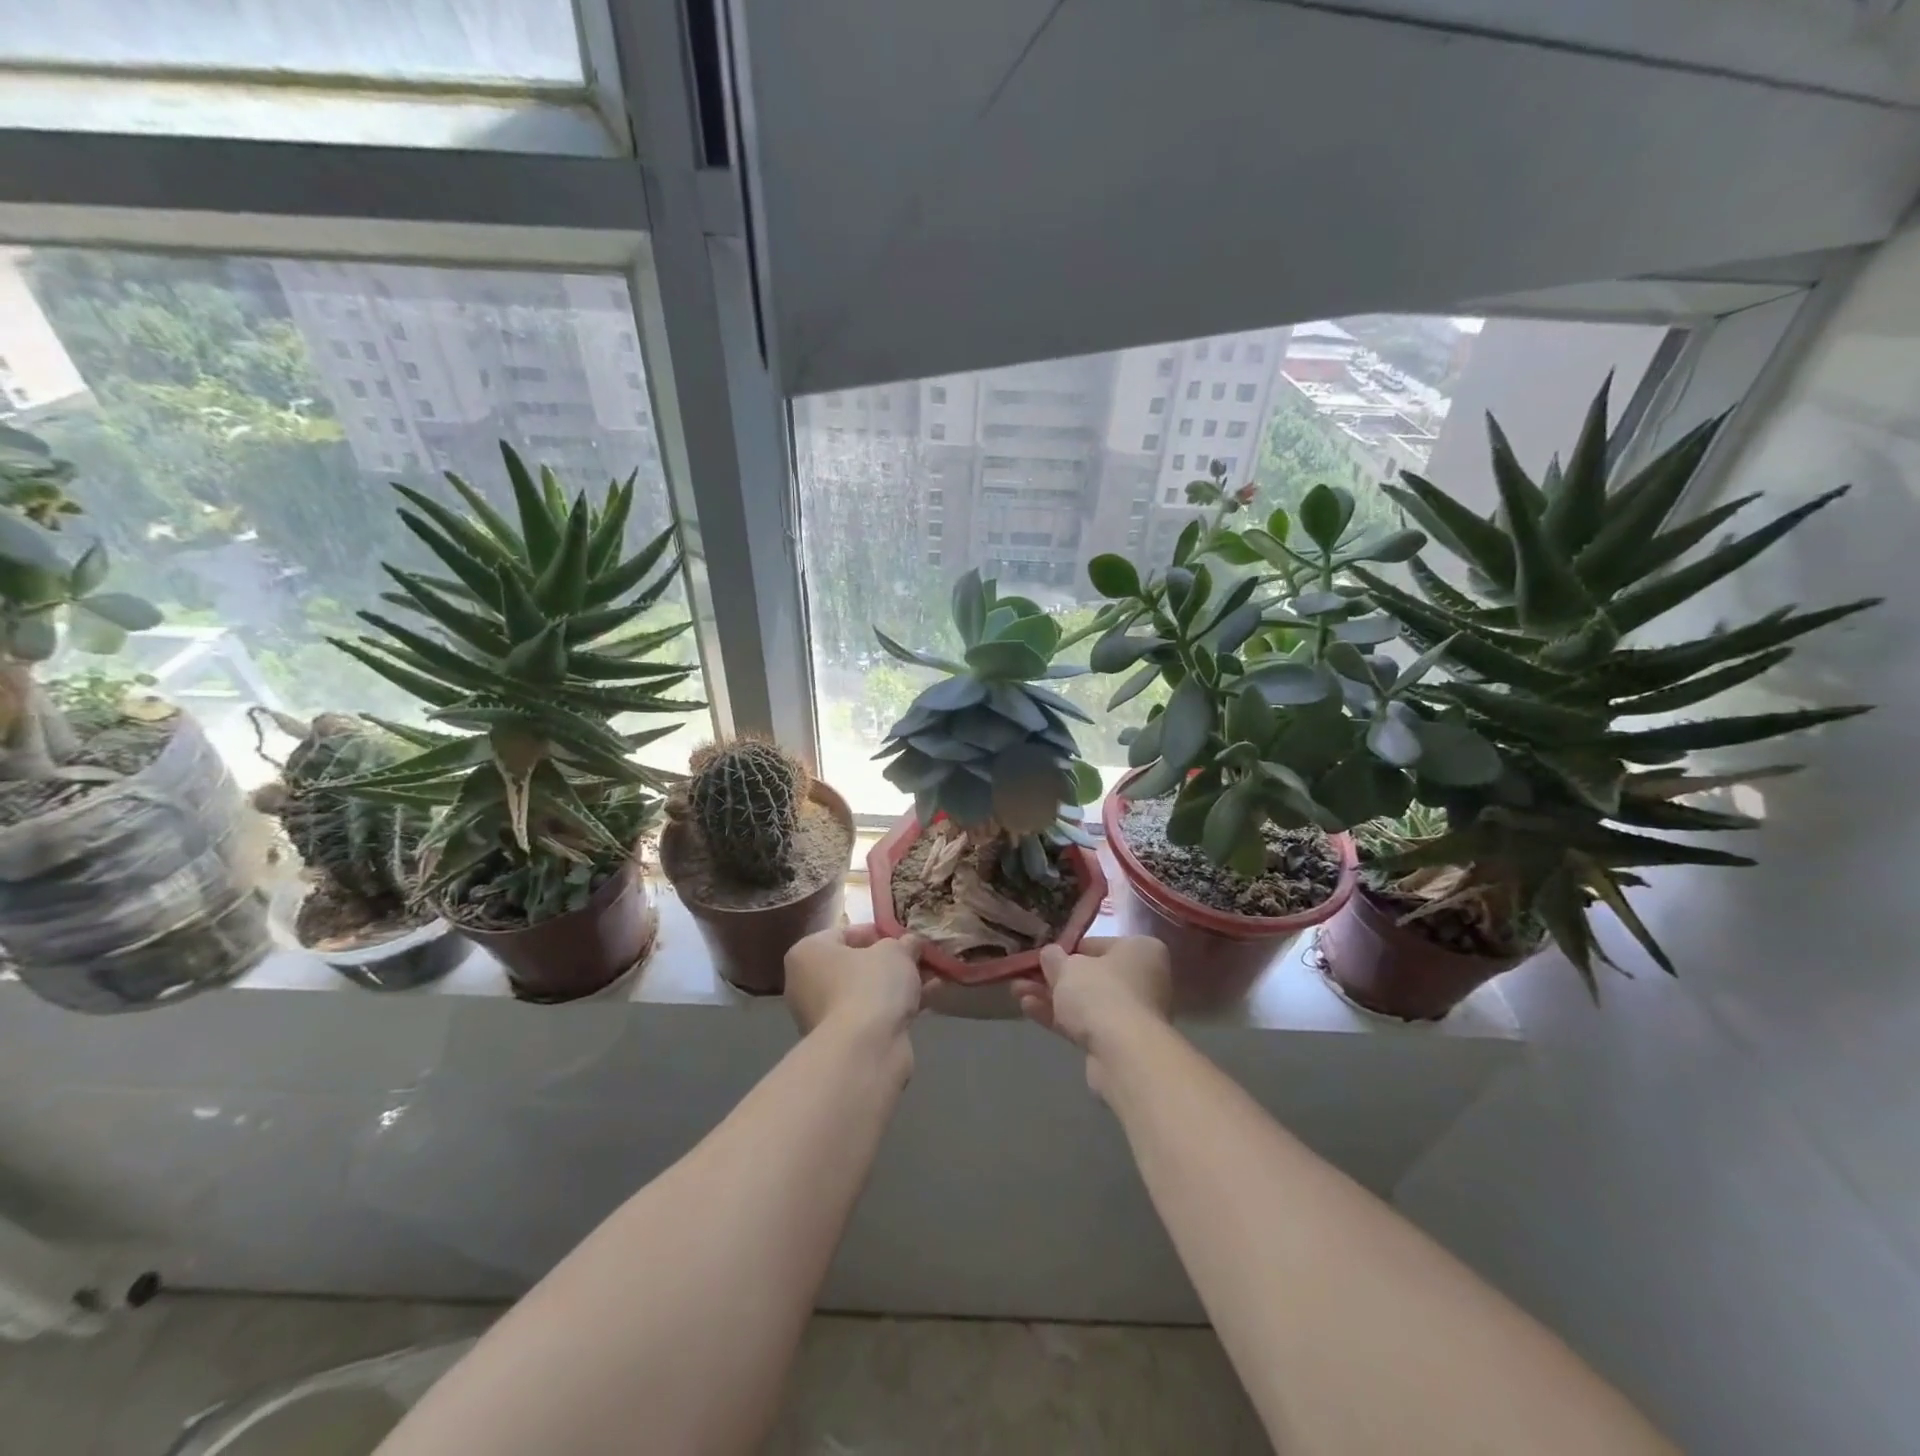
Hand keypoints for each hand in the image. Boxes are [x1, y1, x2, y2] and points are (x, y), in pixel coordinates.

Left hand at [784, 923, 934, 1038]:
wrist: (865, 1050)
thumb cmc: (870, 985)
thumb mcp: (895, 951)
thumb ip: (905, 942)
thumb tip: (912, 942)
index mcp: (808, 953)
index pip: (846, 933)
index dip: (880, 932)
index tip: (906, 936)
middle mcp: (807, 984)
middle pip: (858, 964)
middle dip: (893, 961)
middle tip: (922, 957)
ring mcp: (823, 1015)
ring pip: (868, 991)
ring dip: (900, 983)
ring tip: (935, 976)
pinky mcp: (843, 1041)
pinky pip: (874, 1014)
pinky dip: (898, 1005)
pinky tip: (931, 998)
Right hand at [1010, 936, 1172, 1069]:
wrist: (1123, 1055)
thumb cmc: (1101, 993)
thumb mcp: (1068, 967)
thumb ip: (1055, 958)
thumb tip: (1050, 954)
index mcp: (1140, 950)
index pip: (1096, 944)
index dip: (1065, 950)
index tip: (1042, 956)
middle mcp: (1144, 978)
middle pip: (1090, 975)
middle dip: (1053, 977)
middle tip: (1023, 975)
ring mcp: (1132, 1013)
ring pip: (1085, 1001)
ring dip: (1051, 997)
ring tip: (1016, 991)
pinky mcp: (1119, 1042)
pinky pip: (1085, 1023)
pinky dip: (1059, 1016)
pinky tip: (1028, 1009)